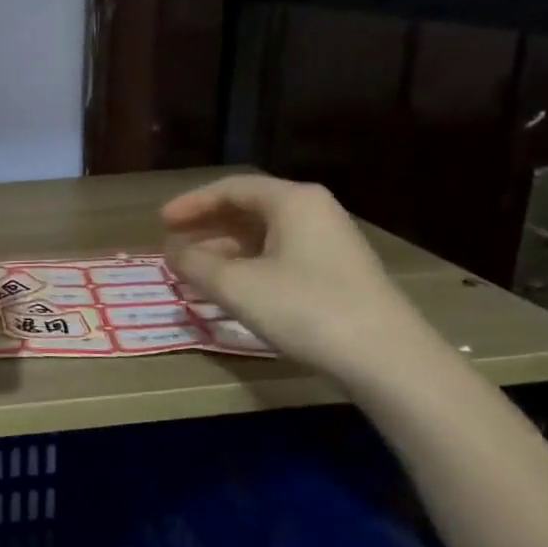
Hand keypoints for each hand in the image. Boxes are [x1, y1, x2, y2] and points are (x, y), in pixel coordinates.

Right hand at [162, 174, 436, 381]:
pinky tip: (230, 288)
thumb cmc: (305, 308)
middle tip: (173, 244)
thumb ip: (194, 264)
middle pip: (247, 208)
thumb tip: (171, 251)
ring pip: (263, 235)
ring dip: (224, 249)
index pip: (231, 188)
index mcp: (292, 200)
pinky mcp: (336, 272)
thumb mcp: (236, 286)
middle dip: (206, 226)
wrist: (387, 358)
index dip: (191, 204)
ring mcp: (329, 242)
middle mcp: (313, 211)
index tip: (160, 222)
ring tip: (193, 271)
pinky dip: (247, 265)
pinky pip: (279, 255)